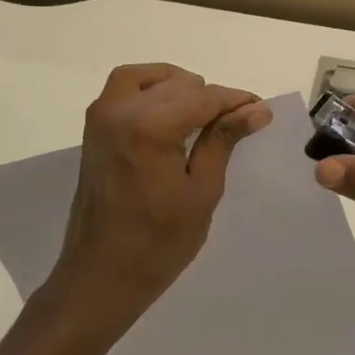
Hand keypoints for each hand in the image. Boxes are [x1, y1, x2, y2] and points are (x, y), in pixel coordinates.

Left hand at [49, 64, 271, 326]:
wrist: (100, 277)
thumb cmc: (158, 243)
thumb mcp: (202, 192)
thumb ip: (223, 141)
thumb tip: (255, 109)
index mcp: (150, 127)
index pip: (204, 97)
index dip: (236, 101)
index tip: (261, 110)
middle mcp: (121, 112)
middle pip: (177, 85)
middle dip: (210, 97)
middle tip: (237, 121)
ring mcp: (101, 119)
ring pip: (145, 78)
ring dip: (176, 86)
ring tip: (202, 112)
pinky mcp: (93, 131)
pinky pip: (121, 90)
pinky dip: (148, 90)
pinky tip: (169, 115)